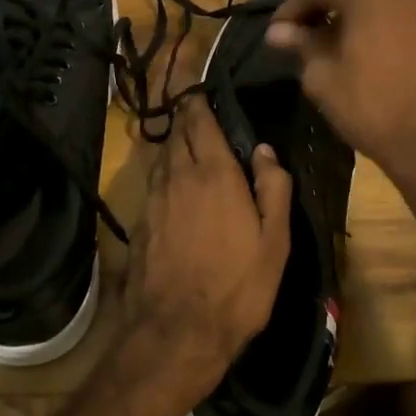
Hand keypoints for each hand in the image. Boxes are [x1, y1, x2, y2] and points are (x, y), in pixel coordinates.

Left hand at [119, 96, 293, 414]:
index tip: (199, 84)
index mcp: (214, 174)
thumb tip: (264, 150)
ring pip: (163, 155)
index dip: (198, 99)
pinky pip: (154, 180)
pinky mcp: (140, 221)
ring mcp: (154, 198)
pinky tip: (174, 180)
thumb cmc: (236, 287)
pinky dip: (165, 168)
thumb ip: (273, 189)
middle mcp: (179, 176)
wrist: (175, 332)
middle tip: (195, 104)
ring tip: (187, 136)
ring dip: (174, 140)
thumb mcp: (274, 243)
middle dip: (185, 114)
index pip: (200, 120)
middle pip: (177, 132)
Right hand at [265, 0, 415, 185]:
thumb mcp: (323, 77)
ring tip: (330, 45)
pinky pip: (399, 17)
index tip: (276, 34)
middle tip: (299, 35)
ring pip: (376, 0)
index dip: (290, 7)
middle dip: (320, 7)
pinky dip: (376, 26)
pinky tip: (366, 54)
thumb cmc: (370, 107)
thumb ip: (302, 44)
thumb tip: (278, 31)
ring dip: (349, 16)